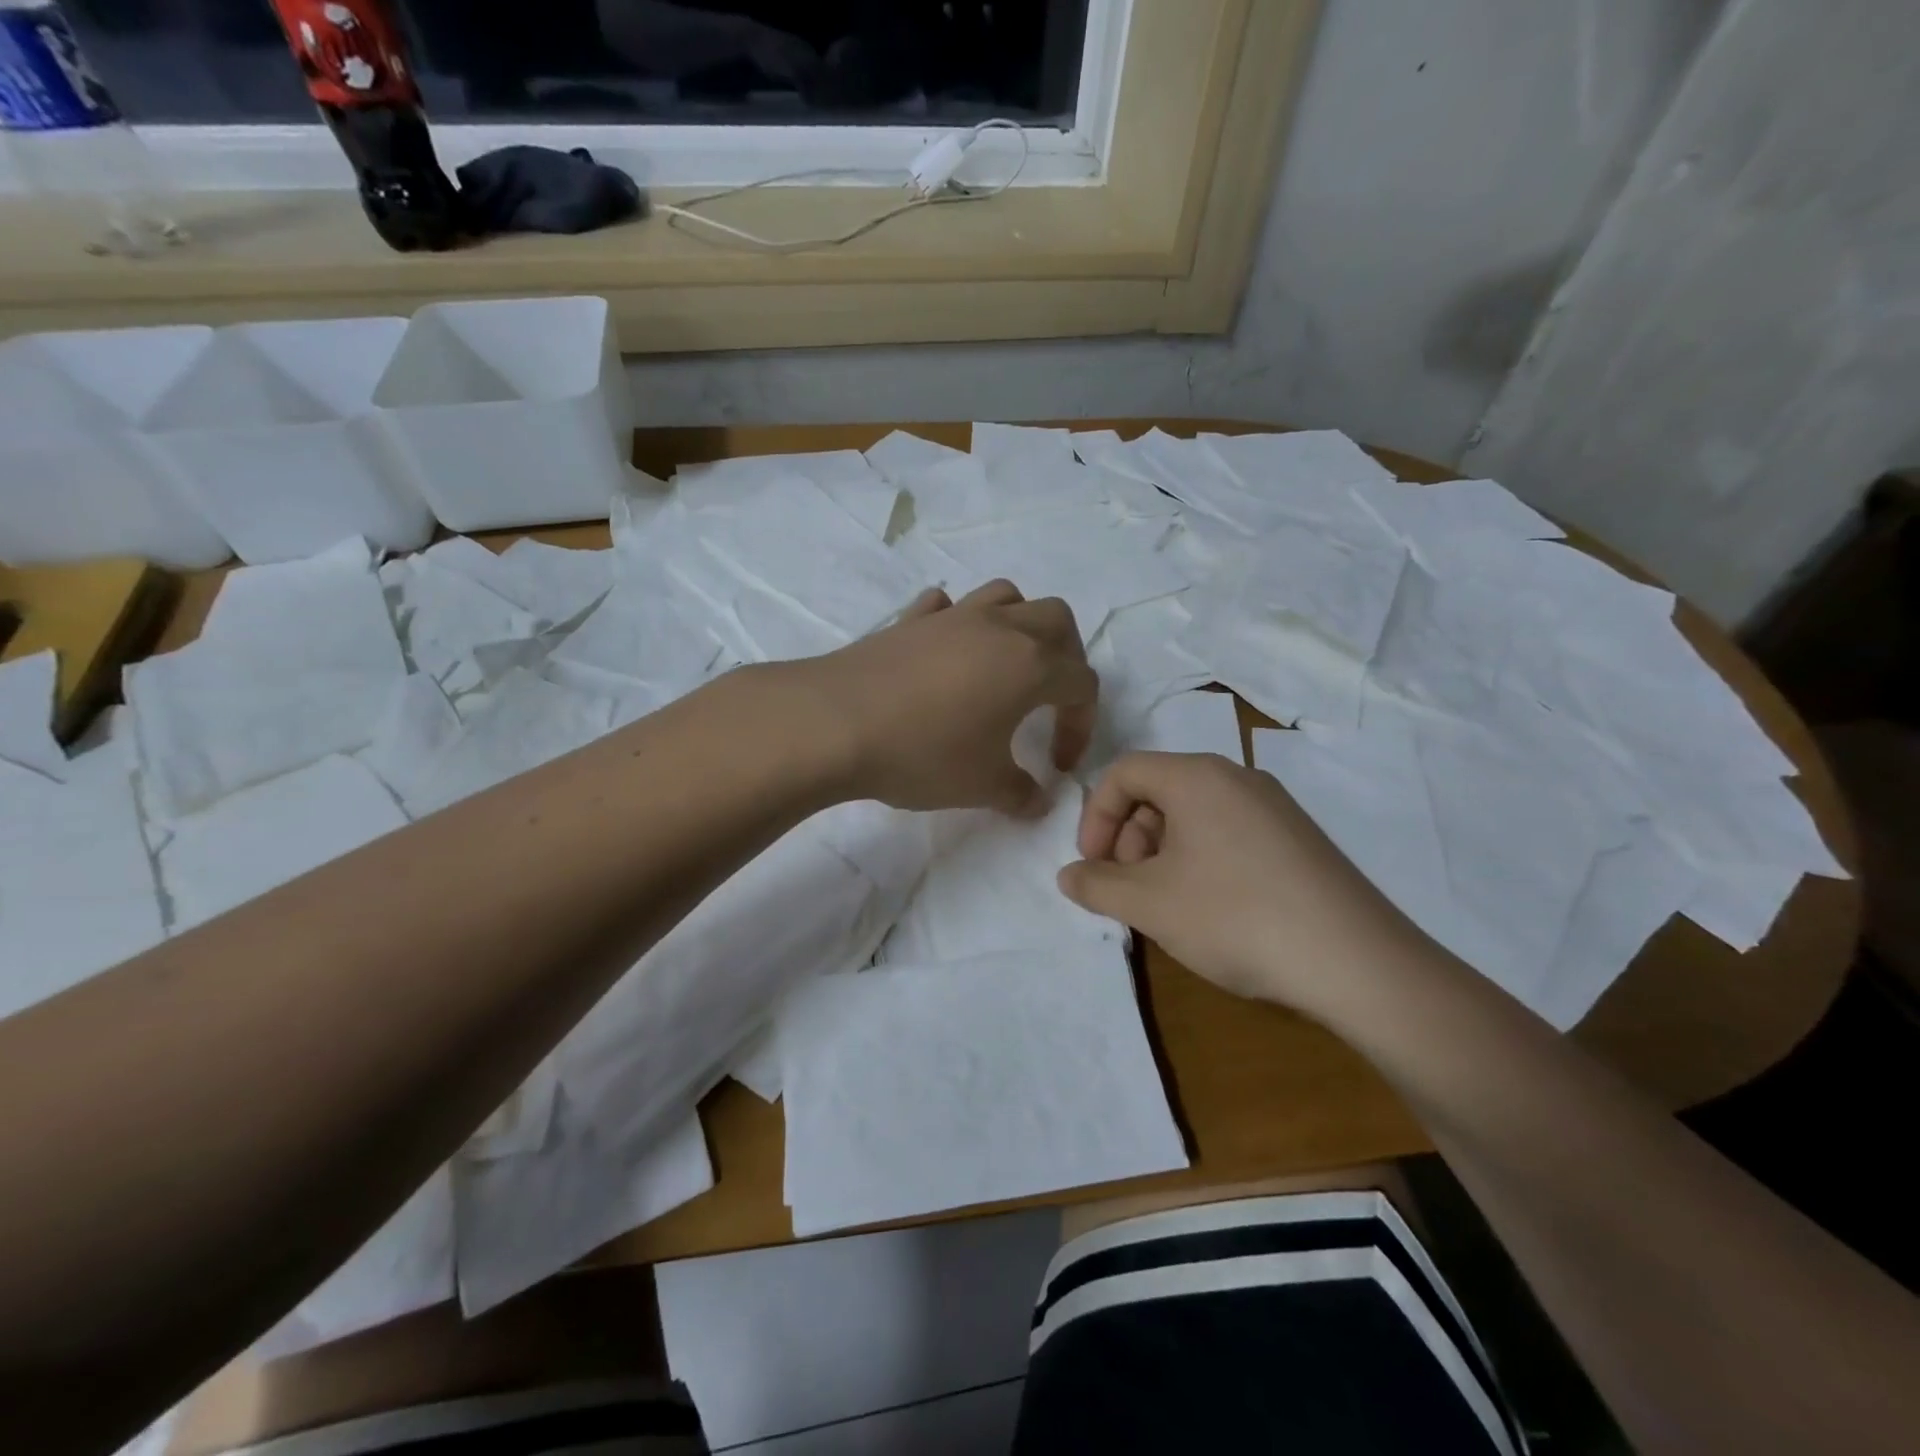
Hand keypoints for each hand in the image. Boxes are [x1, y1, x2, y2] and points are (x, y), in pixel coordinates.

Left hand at [781, 581, 1099, 816]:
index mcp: (1030, 665)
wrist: (834, 724)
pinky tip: (946, 652)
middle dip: (1067, 657)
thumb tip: (1039, 800)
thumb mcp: (982, 786)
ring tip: (1006, 665)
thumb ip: (1022, 794)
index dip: (1081, 725)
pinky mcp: (909, 620)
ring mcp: (951, 617)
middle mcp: (999, 628)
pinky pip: (946, 606)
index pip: (1082, 684)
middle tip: (1050, 698)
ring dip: (1019, 624)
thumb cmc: (923, 754)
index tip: (1057, 763)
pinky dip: (957, 622)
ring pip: (1006, 596)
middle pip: (1057, 620)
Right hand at [1057, 751, 1432, 1013]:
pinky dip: (1201, 860)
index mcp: (1197, 776)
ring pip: (1194, 814)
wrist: (1355, 962)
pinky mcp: (1298, 839)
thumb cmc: (1234, 916)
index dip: (1094, 817)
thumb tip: (1068, 876)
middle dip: (1128, 838)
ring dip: (1162, 853)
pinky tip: (1212, 910)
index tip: (1092, 866)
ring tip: (1168, 906)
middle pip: (1158, 791)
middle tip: (1130, 890)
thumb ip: (1096, 885)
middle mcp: (1237, 777)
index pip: (1123, 772)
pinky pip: (1229, 833)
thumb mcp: (1149, 904)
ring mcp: (1274, 807)